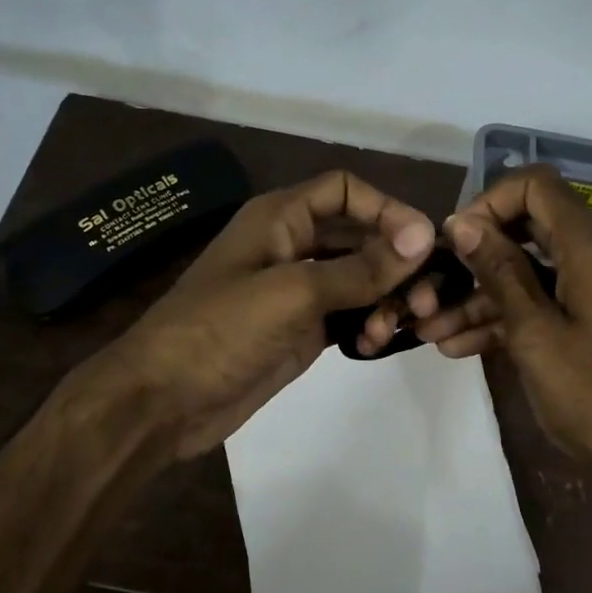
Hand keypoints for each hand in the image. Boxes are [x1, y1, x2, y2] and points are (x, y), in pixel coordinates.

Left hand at [65, 170, 434, 460]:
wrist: (164, 401)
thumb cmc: (221, 330)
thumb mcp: (293, 292)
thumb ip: (360, 267)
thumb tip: (425, 237)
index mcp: (281, 217)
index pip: (346, 191)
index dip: (387, 209)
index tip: (424, 244)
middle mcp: (292, 245)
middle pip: (361, 236)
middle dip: (396, 261)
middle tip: (427, 297)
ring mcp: (298, 290)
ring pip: (360, 279)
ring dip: (386, 297)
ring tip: (397, 326)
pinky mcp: (302, 329)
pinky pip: (349, 315)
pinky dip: (368, 324)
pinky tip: (374, 344)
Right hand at [413, 166, 591, 480]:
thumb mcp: (535, 335)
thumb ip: (499, 272)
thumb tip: (462, 223)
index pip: (535, 186)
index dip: (487, 202)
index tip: (454, 241)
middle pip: (531, 229)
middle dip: (477, 257)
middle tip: (435, 288)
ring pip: (537, 271)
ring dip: (486, 297)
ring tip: (434, 332)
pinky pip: (556, 299)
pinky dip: (516, 315)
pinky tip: (466, 346)